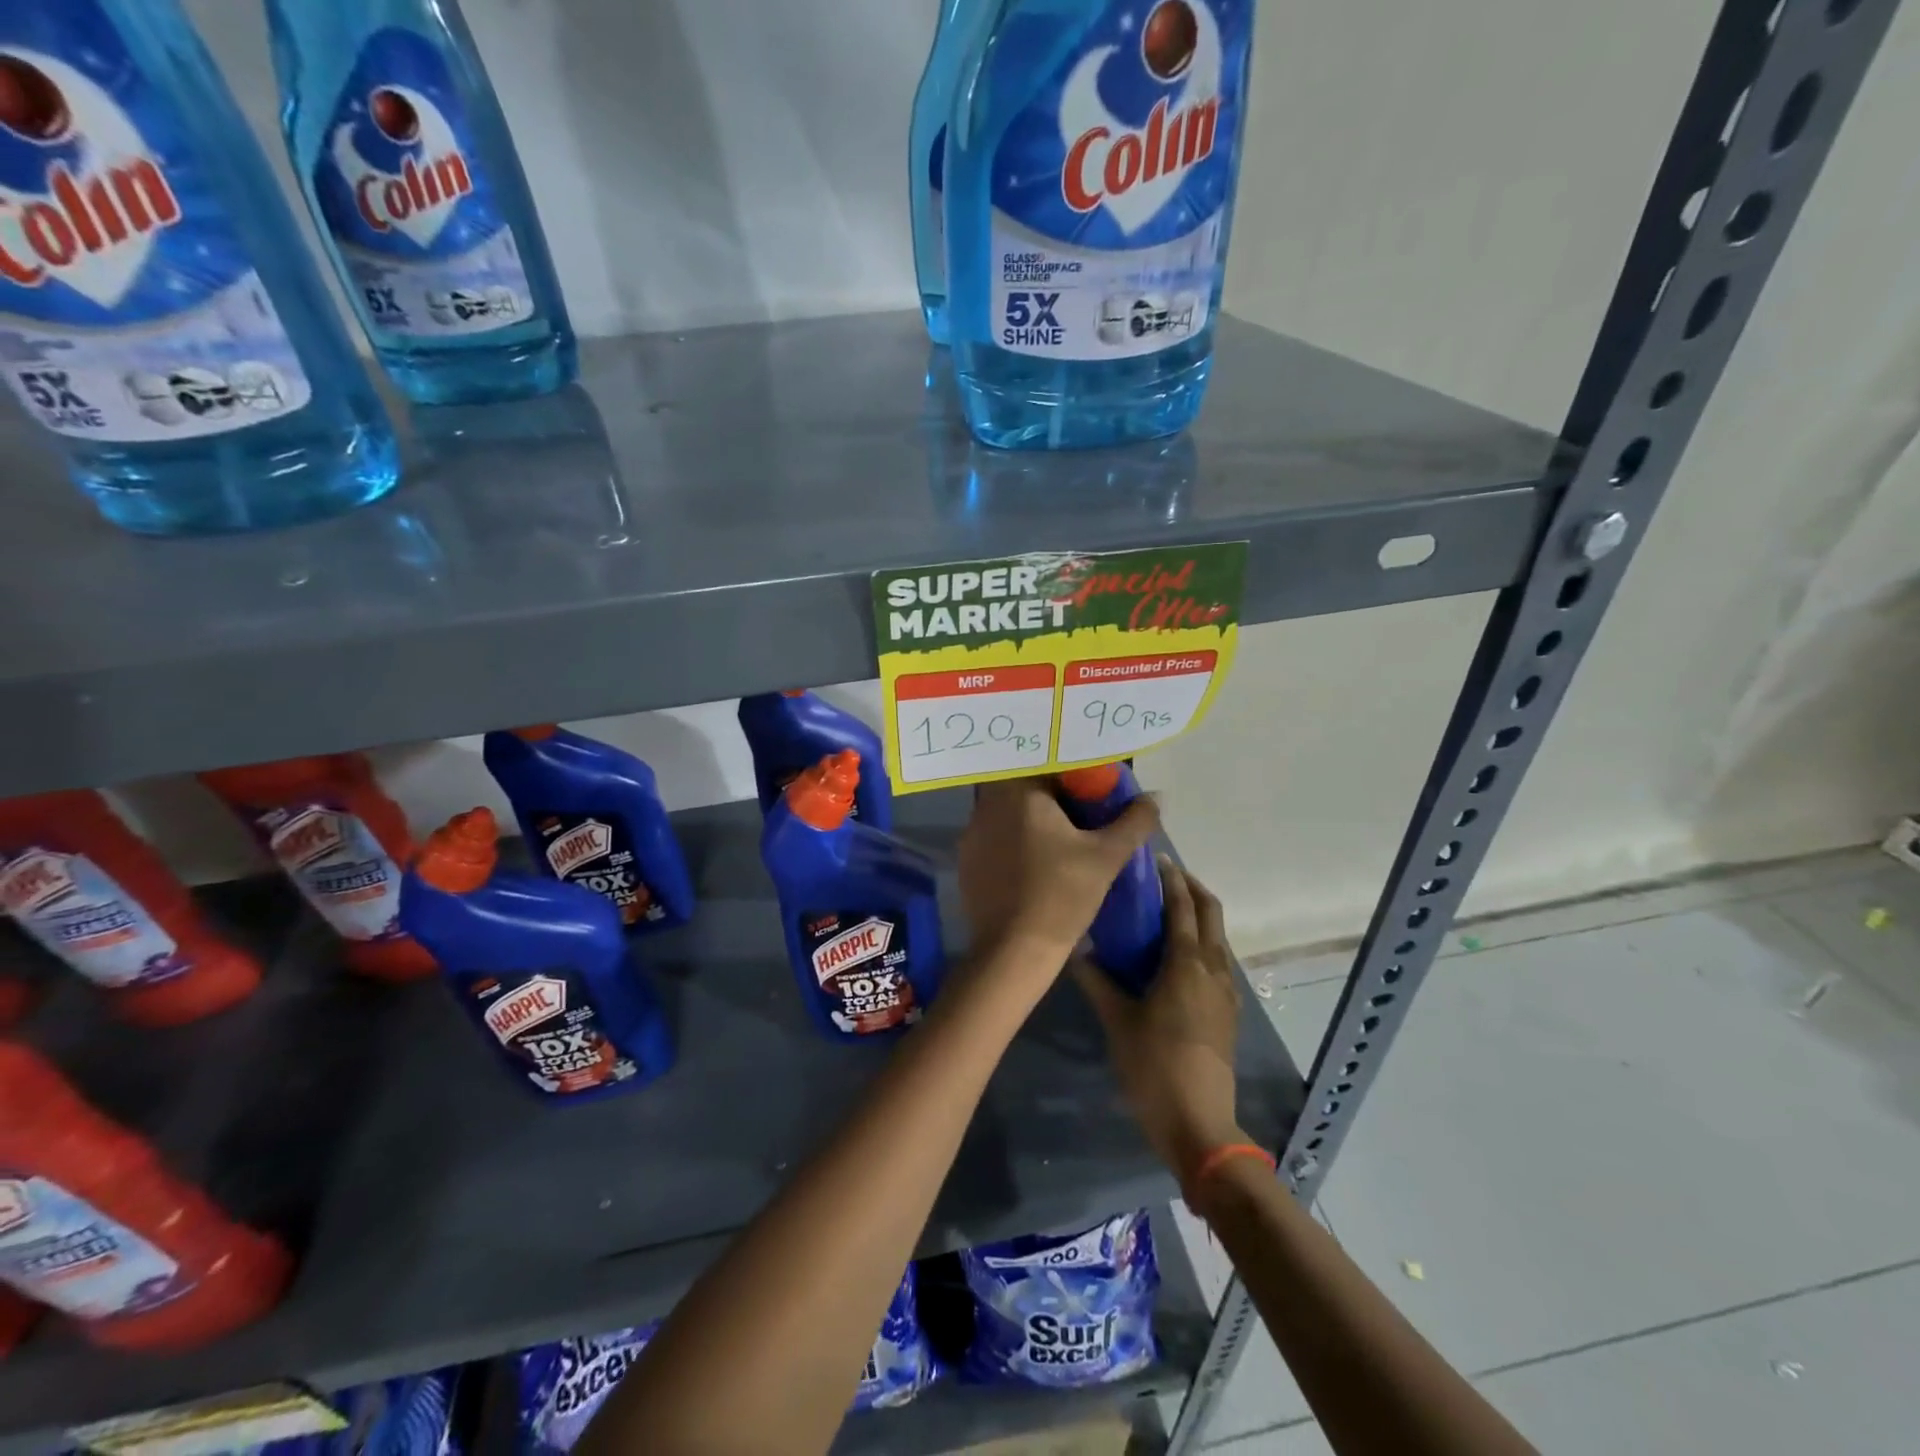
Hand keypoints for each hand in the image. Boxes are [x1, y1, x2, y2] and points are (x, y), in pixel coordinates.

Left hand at [958, 777, 1159, 959]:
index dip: (1071, 774)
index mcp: (1019, 793)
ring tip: (1060, 842)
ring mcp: (972, 833)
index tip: (1091, 792)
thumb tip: (1154, 797)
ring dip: (1030, 819)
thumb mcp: (1107, 856)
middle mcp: (987, 805)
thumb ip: (1134, 821)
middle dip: (1052, 797)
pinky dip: (1013, 843)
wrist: (1014, 951)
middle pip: (1024, 787)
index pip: (1045, 764)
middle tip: (1082, 816)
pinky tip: (1033, 865)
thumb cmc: (1062, 895)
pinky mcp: (967, 861)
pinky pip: (994, 838)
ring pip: (1007, 812)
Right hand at [1073, 859, 1245, 1185]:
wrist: (1200, 1125)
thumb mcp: (1118, 1022)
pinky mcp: (1227, 1012)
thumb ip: (1097, 981)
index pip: (1182, 906)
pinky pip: (1217, 961)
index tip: (1155, 858)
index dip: (1171, 879)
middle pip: (1211, 913)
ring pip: (1217, 937)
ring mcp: (1225, 992)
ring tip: (1166, 910)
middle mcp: (1212, 969)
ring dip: (1199, 914)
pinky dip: (1202, 942)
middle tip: (1164, 876)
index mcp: (1186, 964)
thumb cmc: (1154, 1067)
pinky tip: (1177, 956)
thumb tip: (1076, 948)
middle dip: (1192, 888)